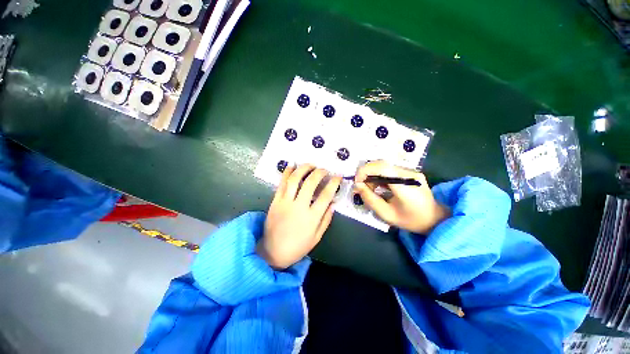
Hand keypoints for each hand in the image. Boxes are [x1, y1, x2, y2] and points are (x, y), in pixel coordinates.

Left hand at [257, 164, 341, 268]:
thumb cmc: (297, 247)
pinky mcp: (275, 201)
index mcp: (312, 217)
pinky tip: (292, 165)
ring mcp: (285, 202)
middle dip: (319, 172)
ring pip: (295, 180)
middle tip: (324, 169)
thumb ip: (326, 219)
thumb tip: (333, 203)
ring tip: (311, 165)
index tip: (338, 176)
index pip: (326, 195)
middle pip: (310, 183)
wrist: (272, 252)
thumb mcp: (317, 237)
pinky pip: (281, 184)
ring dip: (304, 168)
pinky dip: (287, 172)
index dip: (333, 183)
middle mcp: (299, 207)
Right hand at [353, 161, 449, 233]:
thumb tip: (357, 185)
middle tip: (361, 186)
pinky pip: (390, 169)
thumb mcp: (387, 214)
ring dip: (372, 174)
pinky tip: (379, 186)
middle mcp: (410, 174)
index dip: (366, 171)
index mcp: (406, 186)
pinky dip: (379, 175)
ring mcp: (412, 171)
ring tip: (370, 188)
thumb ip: (370, 199)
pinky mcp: (410, 172)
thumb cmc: (410, 220)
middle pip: (382, 164)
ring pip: (384, 165)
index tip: (357, 182)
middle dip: (367, 173)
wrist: (435, 219)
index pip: (383, 168)